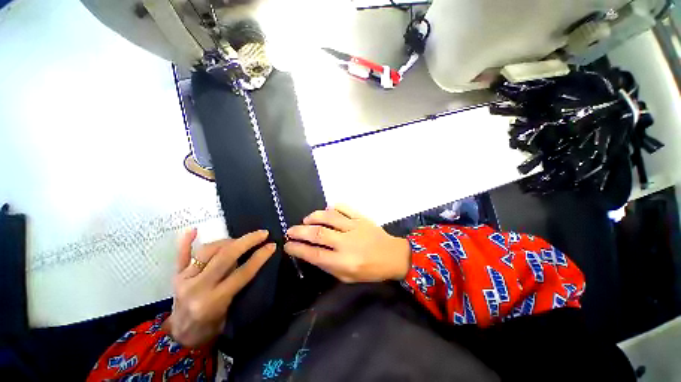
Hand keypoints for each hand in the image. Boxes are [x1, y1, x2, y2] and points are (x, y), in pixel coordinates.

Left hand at [163, 229, 274, 347]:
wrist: (181, 337)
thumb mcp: (231, 312)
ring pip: (207, 251)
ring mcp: (184, 279)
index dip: (259, 257)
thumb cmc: (211, 328)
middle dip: (247, 242)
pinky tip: (193, 230)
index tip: (272, 245)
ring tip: (240, 240)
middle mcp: (197, 287)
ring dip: (228, 241)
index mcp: (214, 301)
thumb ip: (239, 287)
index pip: (242, 273)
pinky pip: (181, 256)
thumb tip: (252, 261)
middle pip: (225, 257)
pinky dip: (186, 242)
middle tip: (262, 233)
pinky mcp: (175, 276)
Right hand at [284, 205, 410, 282]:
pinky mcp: (361, 218)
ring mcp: (354, 227)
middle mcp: (347, 243)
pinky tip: (327, 211)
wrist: (393, 256)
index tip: (288, 245)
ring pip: (329, 217)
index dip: (297, 249)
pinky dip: (333, 207)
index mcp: (343, 262)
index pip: (314, 254)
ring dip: (313, 217)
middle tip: (290, 230)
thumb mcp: (347, 277)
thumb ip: (328, 265)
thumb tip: (310, 252)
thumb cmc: (370, 270)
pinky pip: (344, 208)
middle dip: (299, 231)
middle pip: (318, 233)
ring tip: (306, 220)